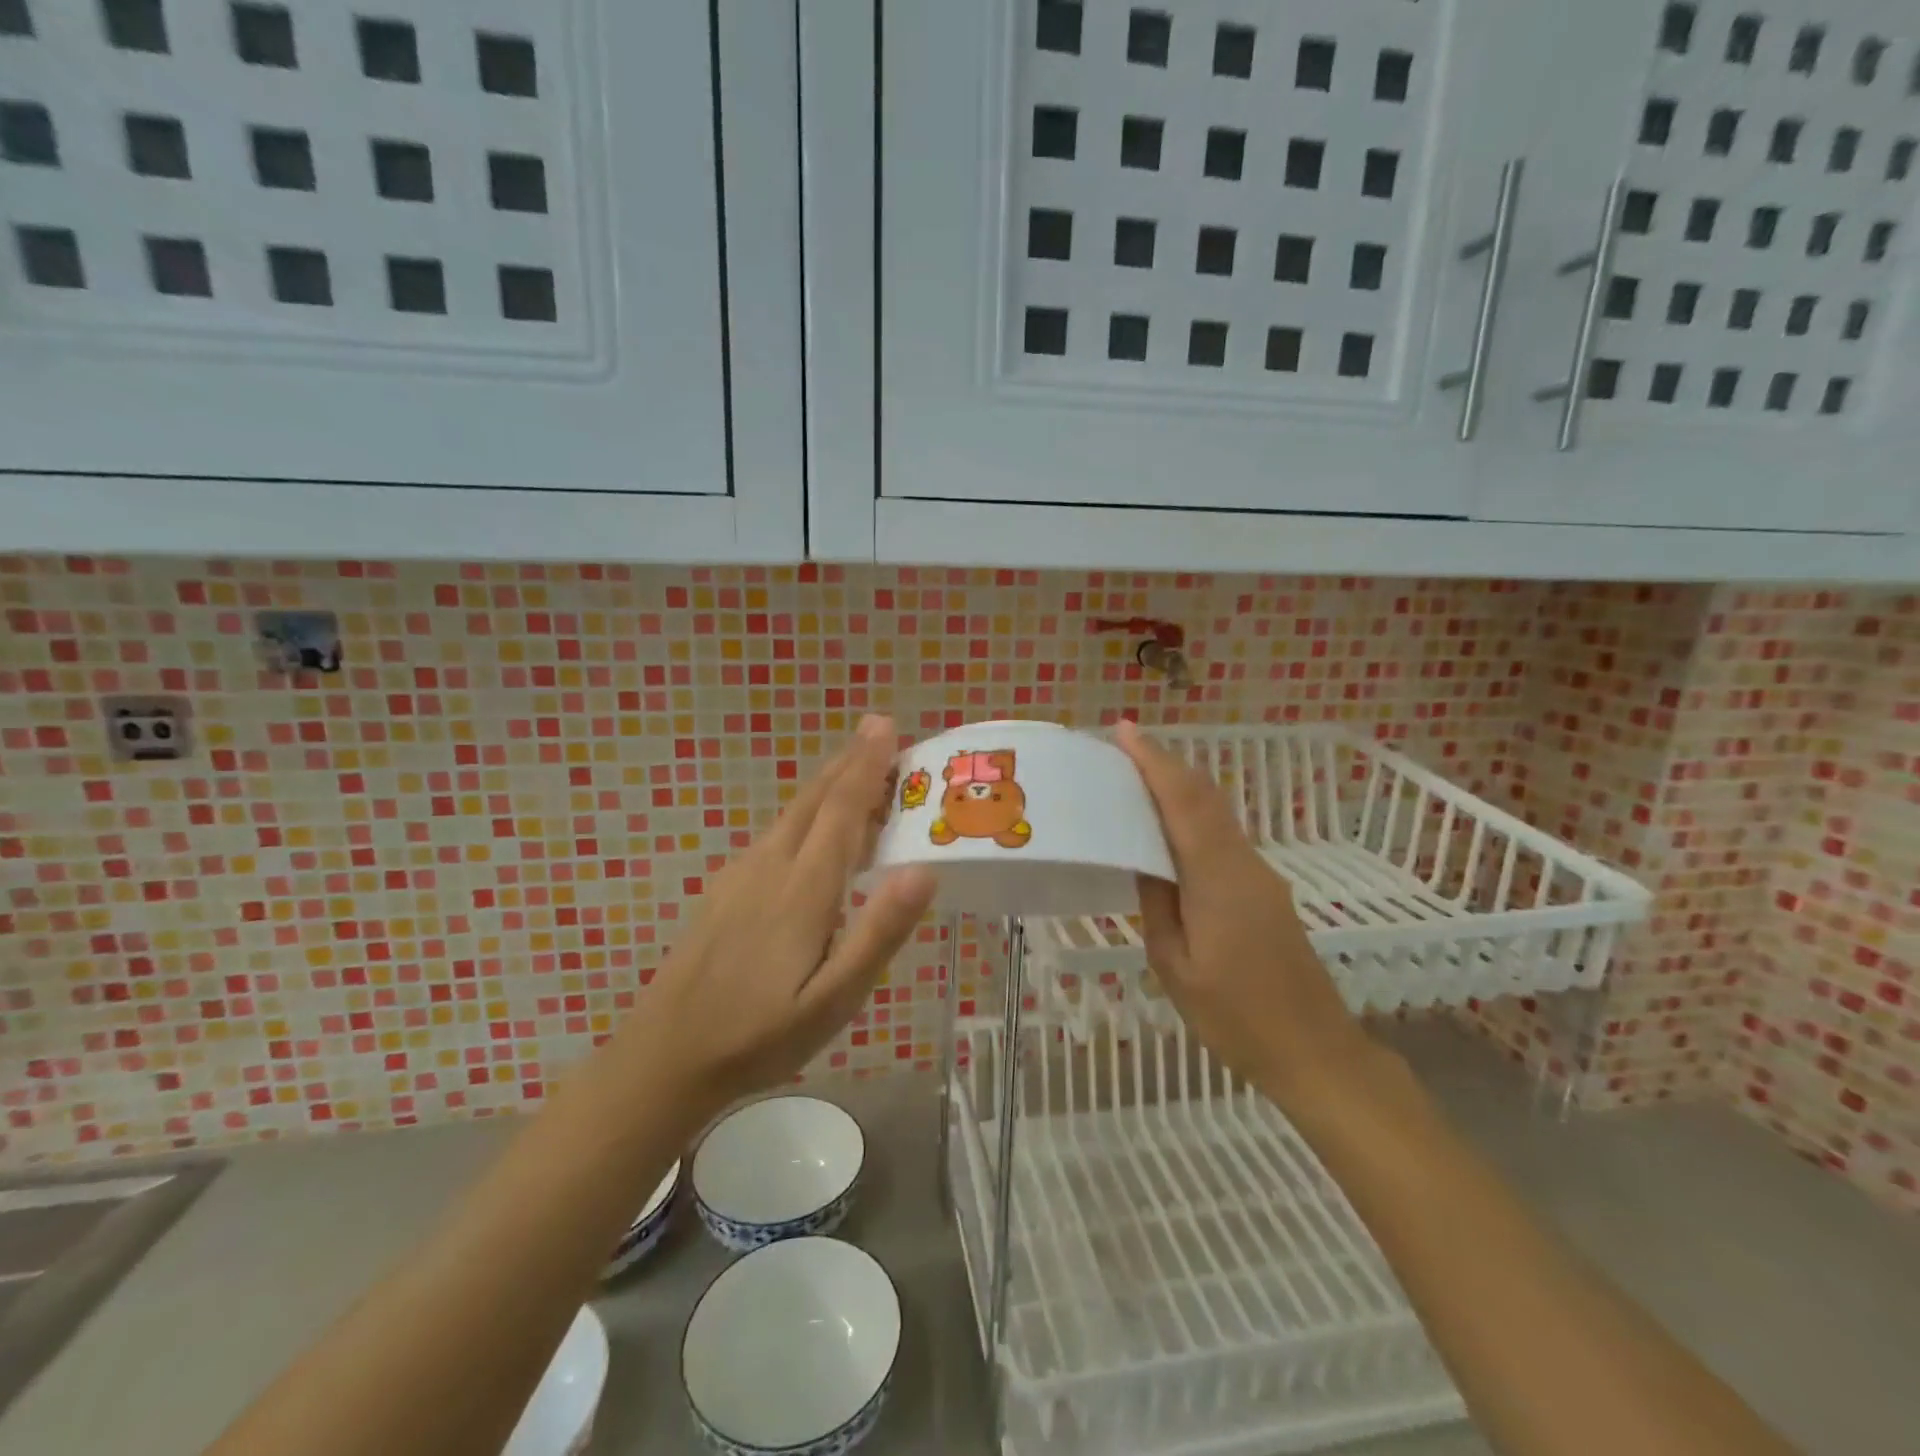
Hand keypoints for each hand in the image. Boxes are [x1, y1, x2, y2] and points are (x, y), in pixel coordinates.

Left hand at [635, 716, 935, 1116]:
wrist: (665, 1056)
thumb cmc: (760, 1035)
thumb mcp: (834, 1000)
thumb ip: (878, 933)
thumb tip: (924, 869)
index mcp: (803, 888)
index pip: (842, 810)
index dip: (867, 765)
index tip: (886, 726)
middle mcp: (770, 866)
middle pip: (815, 799)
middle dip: (849, 761)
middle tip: (880, 730)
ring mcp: (741, 876)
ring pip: (793, 813)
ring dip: (829, 785)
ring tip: (859, 772)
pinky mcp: (726, 890)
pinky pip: (776, 834)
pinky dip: (807, 813)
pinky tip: (813, 830)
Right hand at [1116, 720, 1374, 1109]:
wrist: (1314, 1051)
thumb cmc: (1235, 1017)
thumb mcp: (1176, 967)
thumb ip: (1158, 905)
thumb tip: (1145, 860)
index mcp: (1217, 879)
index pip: (1184, 803)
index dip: (1155, 762)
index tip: (1124, 732)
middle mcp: (1243, 864)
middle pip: (1205, 797)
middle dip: (1165, 764)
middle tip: (1122, 748)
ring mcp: (1260, 876)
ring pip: (1216, 814)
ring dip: (1179, 788)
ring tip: (1136, 779)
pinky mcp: (1265, 891)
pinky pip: (1223, 837)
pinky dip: (1192, 816)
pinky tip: (1168, 828)